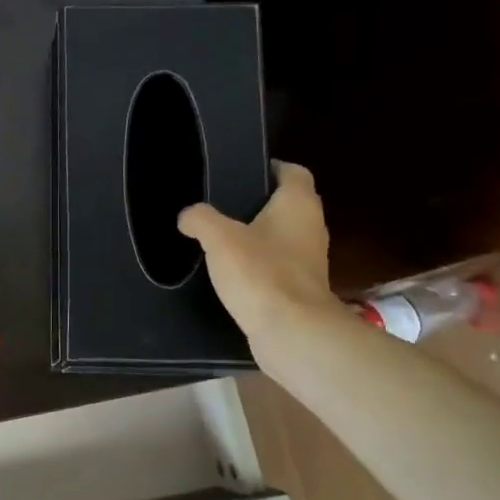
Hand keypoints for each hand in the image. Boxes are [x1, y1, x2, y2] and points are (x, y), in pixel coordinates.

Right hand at [178, 162, 345, 350]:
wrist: (291, 332)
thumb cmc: (260, 273)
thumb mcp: (219, 239)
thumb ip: (200, 219)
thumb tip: (188, 216)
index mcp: (298, 205)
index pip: (292, 172)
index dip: (270, 168)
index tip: (242, 172)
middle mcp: (311, 227)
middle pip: (287, 204)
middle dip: (258, 204)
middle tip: (221, 206)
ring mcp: (309, 260)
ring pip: (282, 237)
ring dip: (257, 236)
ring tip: (220, 239)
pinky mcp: (299, 289)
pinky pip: (277, 266)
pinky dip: (258, 265)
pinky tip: (231, 273)